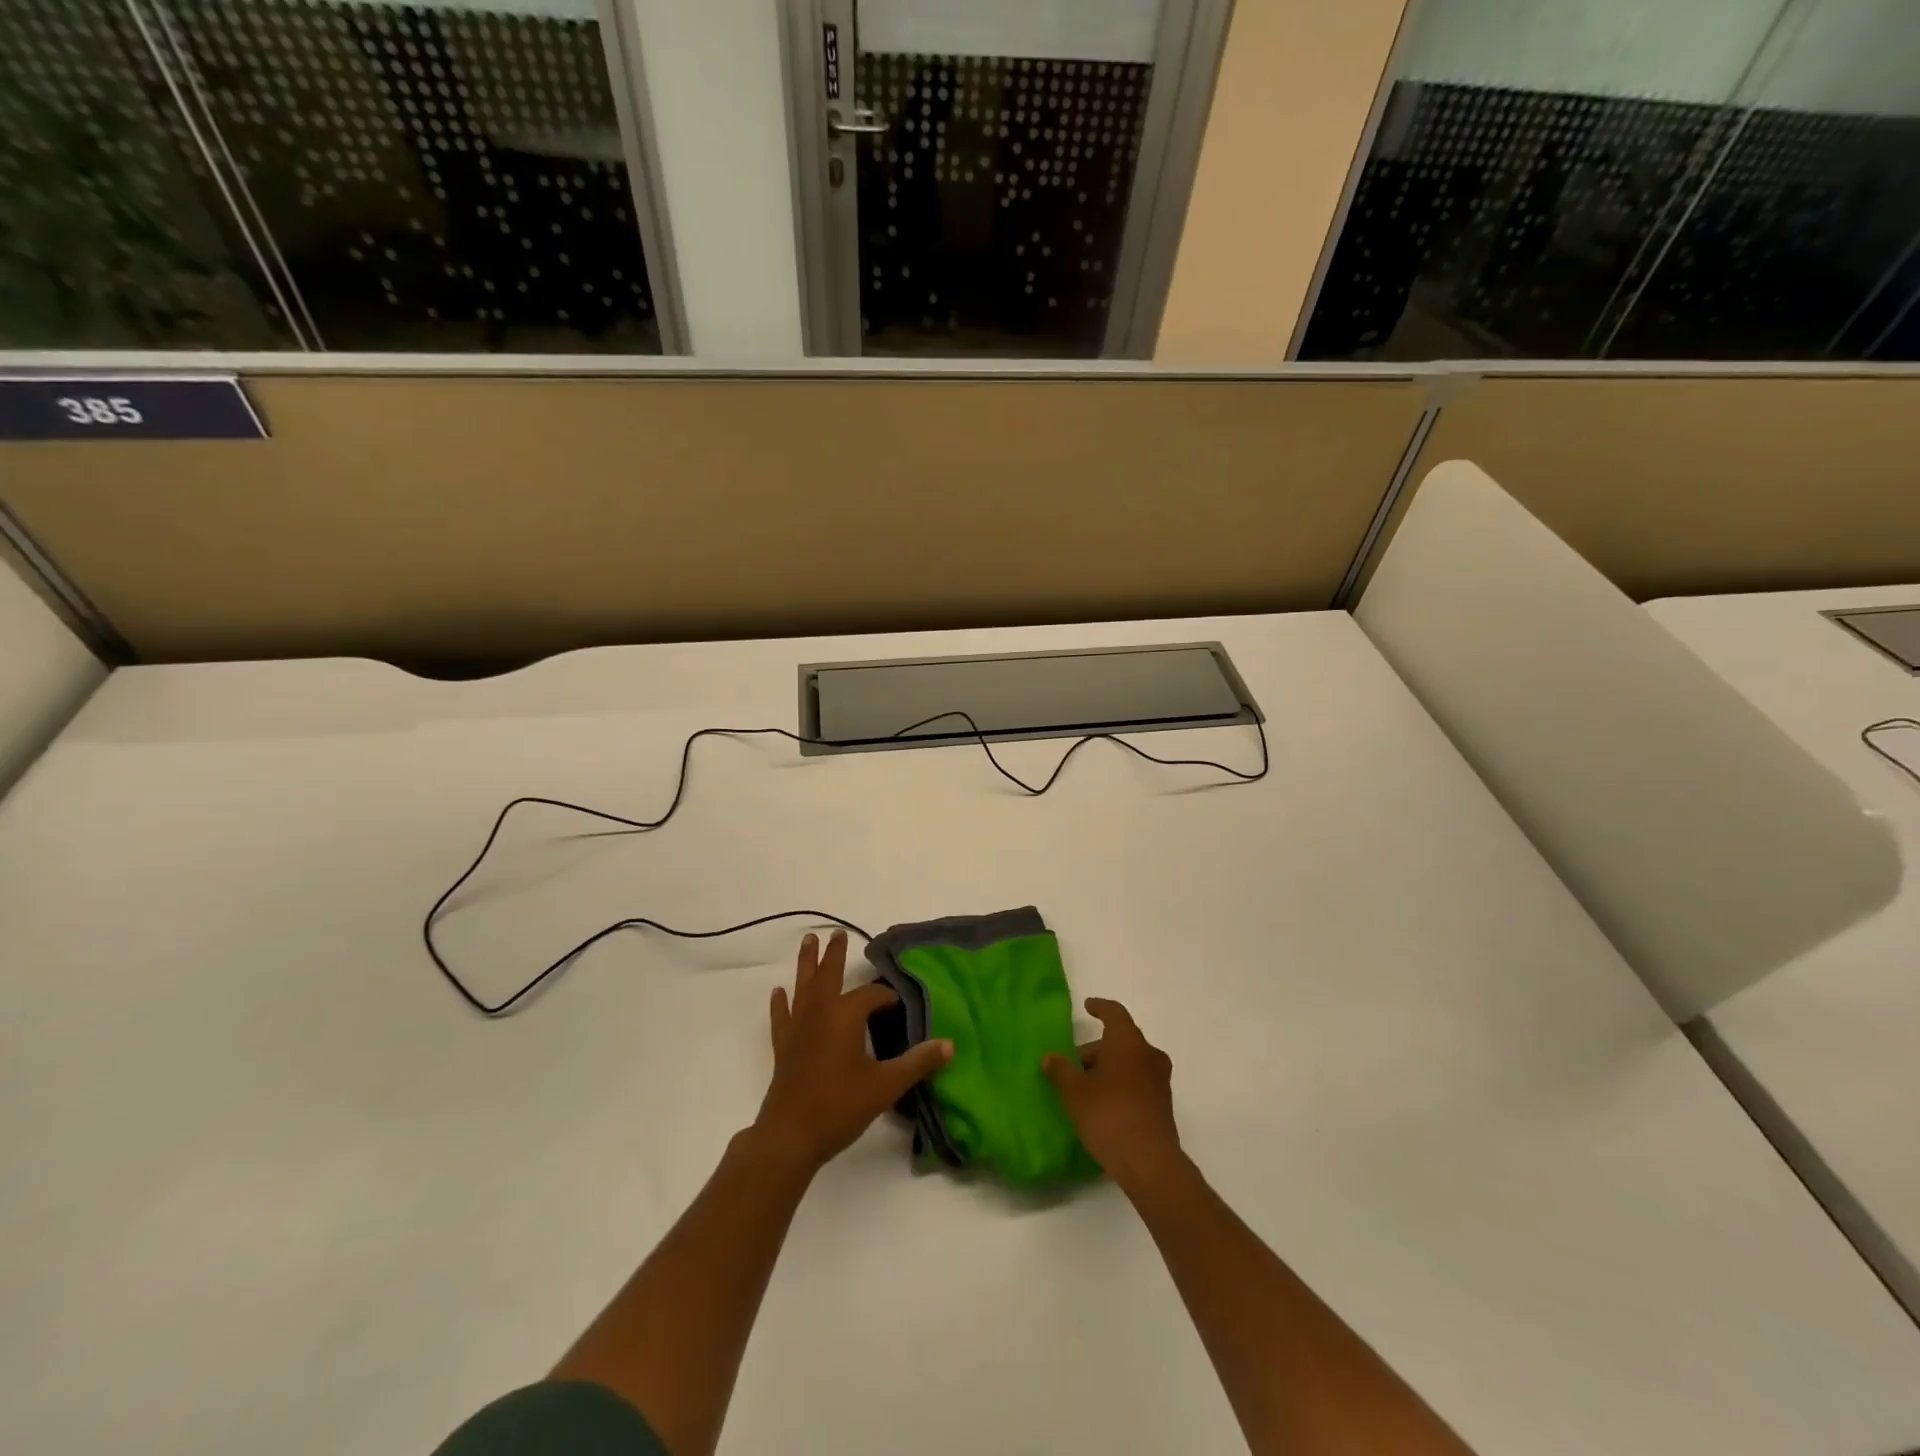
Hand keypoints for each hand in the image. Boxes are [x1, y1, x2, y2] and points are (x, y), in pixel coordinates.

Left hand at [753, 930, 952, 1176]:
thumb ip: (917, 1062)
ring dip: (806, 964)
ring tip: (808, 942)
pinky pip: (782, 1017)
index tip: (899, 1003)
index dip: (886, 996)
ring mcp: (798, 1028)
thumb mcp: (886, 1085)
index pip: (871, 995)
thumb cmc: (840, 1106)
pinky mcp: (783, 1047)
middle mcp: (820, 1013)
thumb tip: (949, 1045)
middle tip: (838, 932)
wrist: (790, 1136)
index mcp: (845, 1015)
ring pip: (803, 987)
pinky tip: (778, 992)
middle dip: (835, 954)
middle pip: (828, 975)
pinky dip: (780, 1003)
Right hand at [1043, 997, 1185, 1193]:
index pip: (1114, 1013)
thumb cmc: (1108, 1115)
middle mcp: (1148, 1054)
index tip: (1088, 1006)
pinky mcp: (1163, 1104)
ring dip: (1109, 1068)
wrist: (1149, 1163)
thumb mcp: (1075, 1092)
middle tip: (1074, 1065)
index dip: (1100, 1007)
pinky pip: (1138, 1081)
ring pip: (1129, 1062)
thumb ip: (1061, 1070)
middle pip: (1120, 1040)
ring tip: (1085, 1088)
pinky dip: (1121, 1083)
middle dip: (1097, 1049)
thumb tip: (1050, 1057)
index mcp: (1128, 1042)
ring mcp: (1159, 1080)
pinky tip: (1103, 1105)